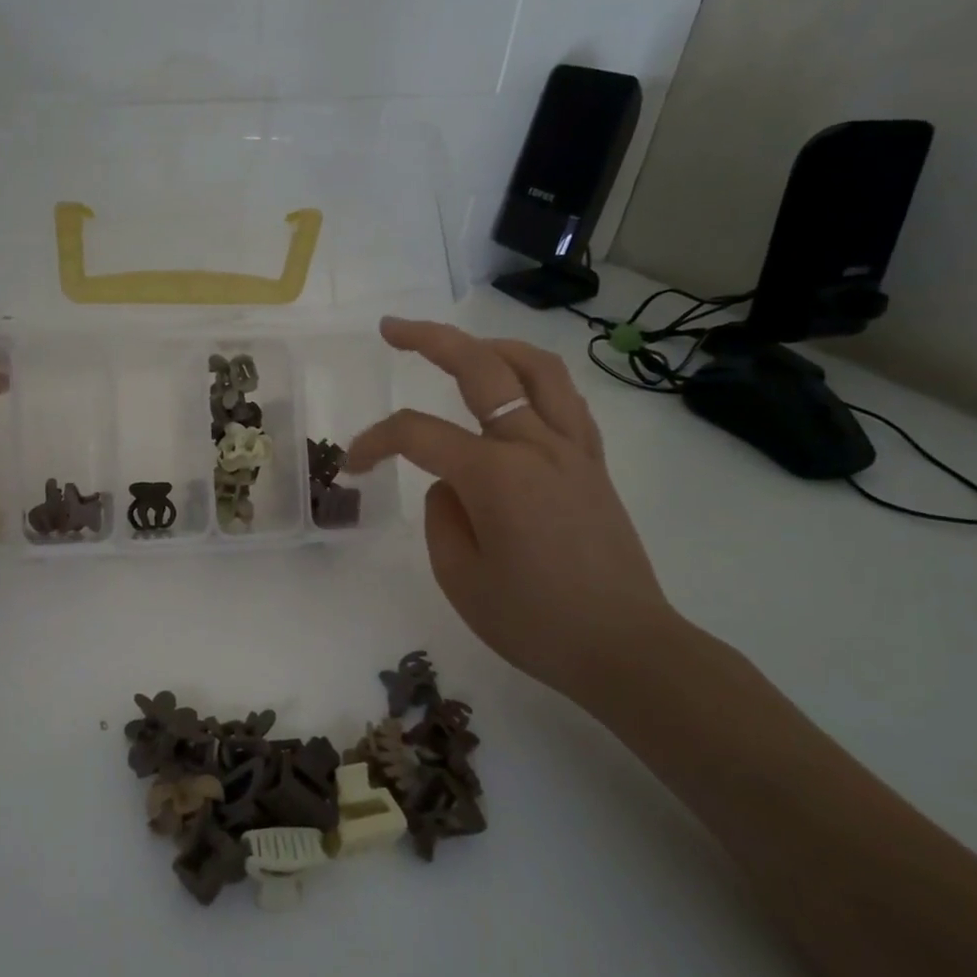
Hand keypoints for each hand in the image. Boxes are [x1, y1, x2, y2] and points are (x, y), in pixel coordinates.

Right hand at [345, 317, 681, 704]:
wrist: (625, 648)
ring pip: (535, 368)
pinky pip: (564, 399)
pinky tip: (514, 392)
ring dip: (491, 346)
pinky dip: (532, 378)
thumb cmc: (535, 622)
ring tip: (460, 348)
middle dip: (430, 339)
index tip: (352, 466)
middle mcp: (535, 445)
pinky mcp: (594, 463)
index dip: (374, 442)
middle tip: (392, 329)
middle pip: (480, 367)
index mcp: (494, 475)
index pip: (417, 435)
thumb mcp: (460, 577)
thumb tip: (451, 485)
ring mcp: (573, 449)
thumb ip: (442, 517)